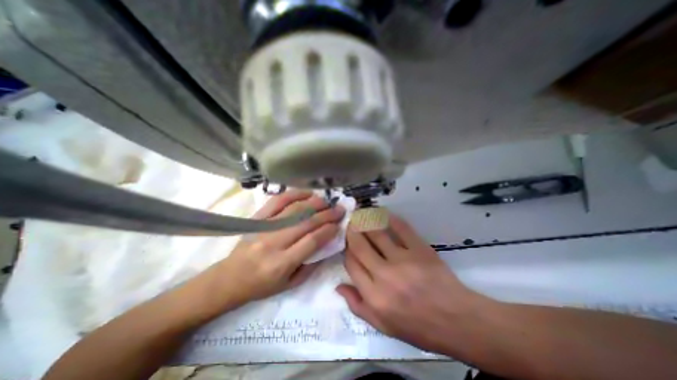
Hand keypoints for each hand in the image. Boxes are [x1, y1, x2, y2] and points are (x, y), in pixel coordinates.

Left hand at [207, 189, 343, 308]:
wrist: (228, 279)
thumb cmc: (261, 286)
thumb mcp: (290, 285)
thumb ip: (311, 265)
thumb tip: (327, 243)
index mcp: (281, 263)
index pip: (312, 241)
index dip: (328, 230)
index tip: (339, 224)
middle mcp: (274, 242)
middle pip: (306, 222)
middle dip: (327, 214)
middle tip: (339, 209)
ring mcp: (264, 227)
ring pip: (294, 210)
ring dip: (314, 203)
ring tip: (327, 201)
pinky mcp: (258, 218)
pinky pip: (277, 201)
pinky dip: (294, 194)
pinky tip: (307, 193)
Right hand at [337, 213, 491, 352]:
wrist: (457, 321)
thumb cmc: (418, 327)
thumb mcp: (383, 326)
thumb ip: (358, 306)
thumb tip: (339, 286)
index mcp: (374, 295)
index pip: (351, 264)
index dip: (347, 250)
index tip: (347, 243)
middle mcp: (384, 275)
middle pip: (360, 245)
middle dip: (352, 231)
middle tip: (350, 222)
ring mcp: (403, 260)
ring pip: (377, 233)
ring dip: (366, 220)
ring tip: (361, 213)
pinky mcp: (420, 249)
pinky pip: (401, 228)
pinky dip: (390, 218)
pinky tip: (383, 213)